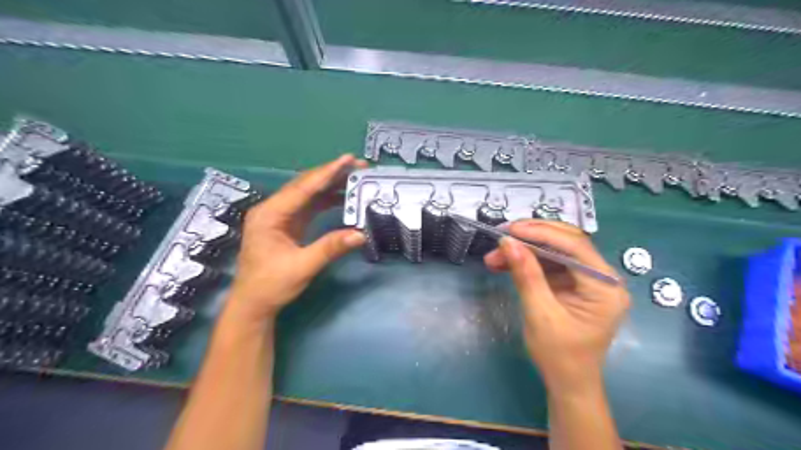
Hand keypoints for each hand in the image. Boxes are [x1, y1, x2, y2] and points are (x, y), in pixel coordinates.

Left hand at [222, 154, 364, 322]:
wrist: (253, 304)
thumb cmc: (271, 285)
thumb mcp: (302, 267)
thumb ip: (330, 248)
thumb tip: (361, 234)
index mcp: (269, 214)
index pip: (303, 188)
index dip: (327, 173)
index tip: (349, 159)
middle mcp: (273, 209)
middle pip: (305, 184)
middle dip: (332, 174)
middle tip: (359, 166)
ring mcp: (280, 216)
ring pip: (308, 193)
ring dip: (331, 185)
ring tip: (355, 178)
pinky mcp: (287, 224)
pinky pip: (309, 205)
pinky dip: (327, 200)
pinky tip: (343, 198)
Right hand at [482, 220, 631, 393]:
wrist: (568, 383)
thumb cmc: (559, 355)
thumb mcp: (539, 314)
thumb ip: (526, 275)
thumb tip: (507, 242)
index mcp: (605, 287)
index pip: (574, 247)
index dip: (541, 233)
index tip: (510, 230)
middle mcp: (602, 278)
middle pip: (566, 243)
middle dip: (531, 238)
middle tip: (501, 236)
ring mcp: (588, 280)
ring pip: (555, 251)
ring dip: (524, 250)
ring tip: (494, 256)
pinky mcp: (574, 284)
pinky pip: (550, 264)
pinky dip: (527, 262)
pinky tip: (505, 263)